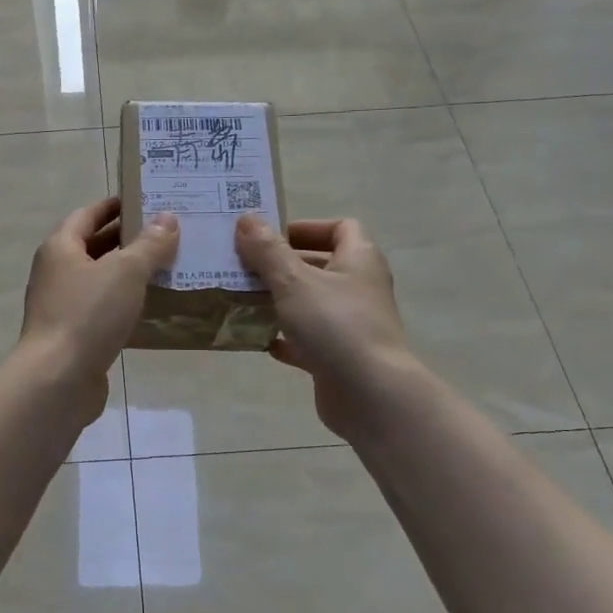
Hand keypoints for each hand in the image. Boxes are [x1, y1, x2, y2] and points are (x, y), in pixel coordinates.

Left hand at [20, 198, 178, 416]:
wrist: (58, 378)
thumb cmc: (88, 314)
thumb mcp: (126, 272)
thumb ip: (149, 245)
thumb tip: (167, 218)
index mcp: (60, 248)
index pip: (87, 215)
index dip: (114, 206)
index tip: (143, 201)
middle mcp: (56, 272)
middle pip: (92, 247)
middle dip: (126, 240)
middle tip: (165, 234)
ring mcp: (61, 306)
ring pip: (99, 280)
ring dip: (127, 274)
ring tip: (165, 268)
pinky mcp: (72, 335)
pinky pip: (101, 310)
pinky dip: (123, 304)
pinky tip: (150, 308)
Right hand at [235, 214, 417, 439]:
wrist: (370, 394)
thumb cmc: (335, 325)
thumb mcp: (293, 281)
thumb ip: (267, 250)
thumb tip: (246, 217)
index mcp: (359, 259)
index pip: (340, 228)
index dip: (306, 227)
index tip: (270, 237)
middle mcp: (359, 288)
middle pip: (320, 265)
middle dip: (282, 264)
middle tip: (244, 266)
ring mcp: (351, 324)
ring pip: (311, 303)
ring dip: (279, 301)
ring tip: (243, 299)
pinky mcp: (340, 357)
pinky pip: (308, 340)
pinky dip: (285, 337)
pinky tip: (259, 340)